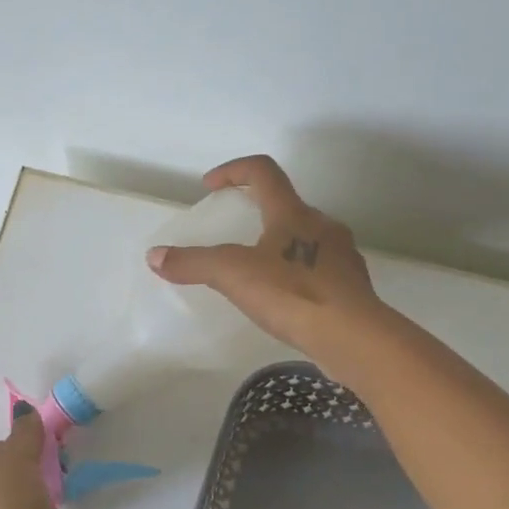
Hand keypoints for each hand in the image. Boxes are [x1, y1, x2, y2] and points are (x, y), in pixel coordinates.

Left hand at [0, 404, 58, 508]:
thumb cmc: (13, 507)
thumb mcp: (20, 460)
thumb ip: (24, 434)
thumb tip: (23, 410)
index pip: (2, 450)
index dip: (28, 449)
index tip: (53, 455)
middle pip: (7, 479)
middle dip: (31, 479)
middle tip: (58, 483)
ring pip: (13, 507)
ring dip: (33, 506)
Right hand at [147, 155, 395, 384]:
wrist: (353, 337)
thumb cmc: (292, 294)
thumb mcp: (232, 275)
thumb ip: (192, 263)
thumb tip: (155, 256)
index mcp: (293, 213)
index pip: (263, 171)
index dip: (233, 171)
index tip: (210, 187)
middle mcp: (322, 225)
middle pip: (286, 205)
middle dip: (257, 212)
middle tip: (233, 233)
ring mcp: (341, 256)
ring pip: (305, 238)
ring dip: (279, 244)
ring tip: (256, 270)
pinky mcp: (351, 287)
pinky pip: (318, 269)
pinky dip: (296, 274)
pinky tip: (283, 299)